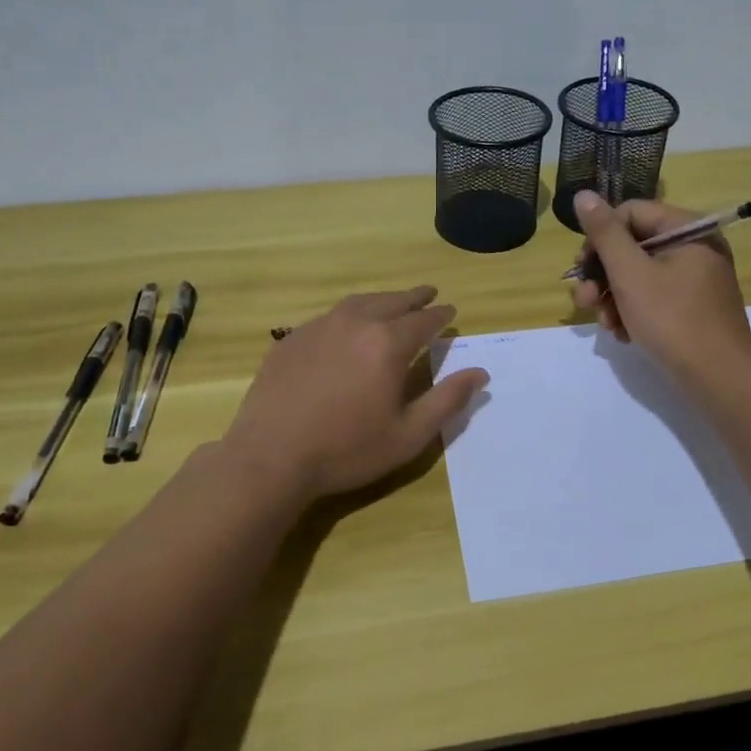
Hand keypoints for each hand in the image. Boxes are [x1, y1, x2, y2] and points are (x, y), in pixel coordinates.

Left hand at [221, 287, 487, 509]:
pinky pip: (328, 317)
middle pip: (391, 301)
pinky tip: (346, 327)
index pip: (423, 320)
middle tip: (427, 293)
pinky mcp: (291, 339)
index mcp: (388, 344)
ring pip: (358, 302)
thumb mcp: (408, 434)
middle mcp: (355, 324)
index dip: (440, 314)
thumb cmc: (347, 450)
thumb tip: (480, 373)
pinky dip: (348, 314)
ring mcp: (318, 327)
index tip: (450, 310)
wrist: (271, 457)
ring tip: (391, 303)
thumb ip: (447, 400)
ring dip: (381, 299)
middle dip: (413, 297)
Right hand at [570, 191, 750, 382]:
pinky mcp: (693, 306)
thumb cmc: (672, 320)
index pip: (630, 213)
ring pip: (639, 274)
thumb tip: (583, 194)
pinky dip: (633, 311)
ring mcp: (696, 278)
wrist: (719, 380)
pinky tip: (623, 334)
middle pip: (633, 245)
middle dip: (603, 274)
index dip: (600, 238)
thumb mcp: (630, 274)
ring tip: (605, 324)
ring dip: (613, 297)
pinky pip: (654, 296)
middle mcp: (695, 247)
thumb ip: (605, 233)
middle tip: (584, 300)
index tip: (581, 268)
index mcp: (688, 229)